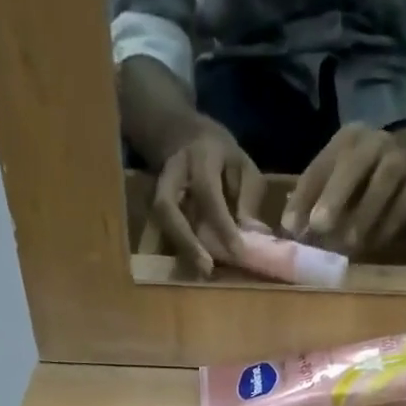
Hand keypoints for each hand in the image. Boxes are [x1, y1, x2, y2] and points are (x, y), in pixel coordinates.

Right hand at [153, 123, 265, 276]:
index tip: (237, 251)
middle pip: (168, 207)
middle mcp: (172, 173)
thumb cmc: (219, 154)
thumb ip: (247, 195)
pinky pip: (164, 229)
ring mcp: (158, 189)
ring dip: (181, 248)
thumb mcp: (241, 163)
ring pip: (163, 221)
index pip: (208, 193)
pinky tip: (195, 266)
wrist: (180, 135)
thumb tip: (250, 232)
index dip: (221, 224)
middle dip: (186, 240)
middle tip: (206, 268)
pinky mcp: (155, 206)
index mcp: (199, 157)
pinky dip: (180, 248)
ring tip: (202, 271)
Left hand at [283, 124, 405, 255]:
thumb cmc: (368, 173)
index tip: (289, 227)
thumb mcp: (341, 173)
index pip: (320, 166)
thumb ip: (317, 197)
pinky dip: (388, 226)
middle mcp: (373, 142)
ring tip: (348, 243)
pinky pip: (404, 204)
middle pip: (353, 165)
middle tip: (319, 226)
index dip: (303, 197)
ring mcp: (400, 158)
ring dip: (364, 214)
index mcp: (346, 139)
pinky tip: (373, 245)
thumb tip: (291, 230)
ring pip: (384, 182)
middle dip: (334, 196)